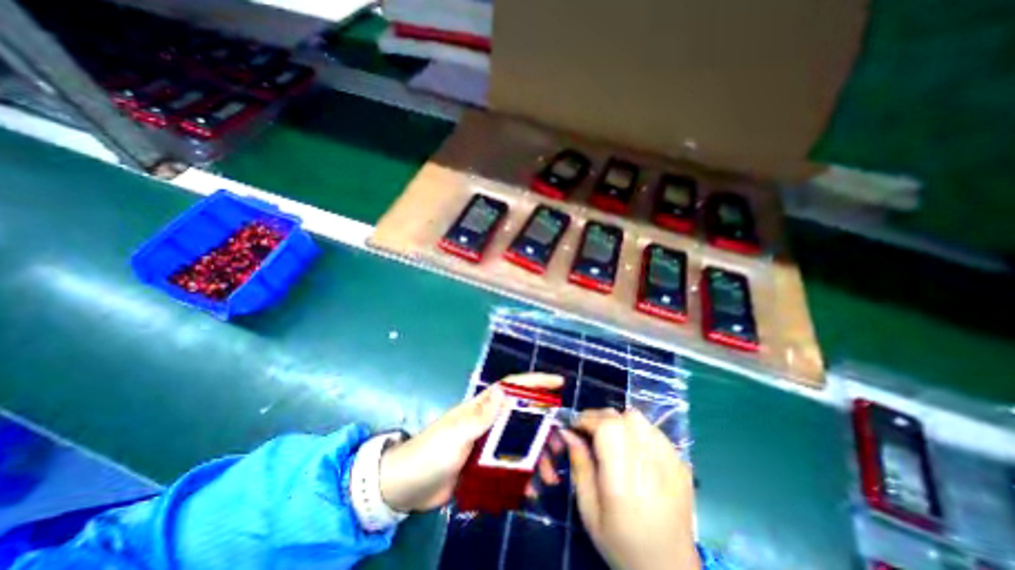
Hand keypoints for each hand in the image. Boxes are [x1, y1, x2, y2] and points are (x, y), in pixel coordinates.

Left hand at [378, 374, 562, 511]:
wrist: (406, 487)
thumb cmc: (430, 453)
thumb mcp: (456, 434)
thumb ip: (481, 415)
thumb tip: (504, 390)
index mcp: (483, 407)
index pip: (514, 387)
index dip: (537, 383)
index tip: (559, 384)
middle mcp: (490, 421)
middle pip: (525, 418)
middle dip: (545, 429)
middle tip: (561, 447)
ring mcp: (488, 444)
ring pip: (521, 444)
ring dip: (538, 458)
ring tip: (550, 478)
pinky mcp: (485, 465)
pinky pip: (511, 467)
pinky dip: (523, 476)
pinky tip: (531, 491)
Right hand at [564, 409, 697, 569]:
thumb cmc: (621, 544)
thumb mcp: (589, 511)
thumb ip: (579, 466)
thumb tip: (567, 432)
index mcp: (624, 480)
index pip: (607, 426)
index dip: (587, 419)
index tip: (575, 427)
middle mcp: (650, 465)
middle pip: (623, 417)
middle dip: (600, 418)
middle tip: (590, 433)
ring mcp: (670, 462)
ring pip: (639, 418)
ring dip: (619, 421)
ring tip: (611, 439)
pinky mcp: (681, 463)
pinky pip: (653, 430)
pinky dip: (637, 430)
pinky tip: (633, 448)